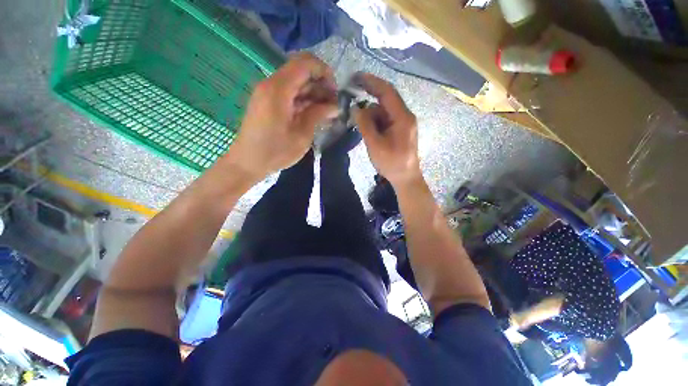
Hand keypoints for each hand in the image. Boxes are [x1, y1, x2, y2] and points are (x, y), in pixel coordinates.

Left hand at [224, 53, 338, 181]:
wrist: (248, 162)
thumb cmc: (276, 152)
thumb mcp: (302, 135)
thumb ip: (318, 115)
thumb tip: (335, 106)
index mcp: (279, 89)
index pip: (305, 63)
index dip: (324, 72)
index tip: (335, 92)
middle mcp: (272, 84)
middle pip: (301, 71)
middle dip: (321, 84)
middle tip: (333, 105)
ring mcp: (268, 92)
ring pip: (296, 82)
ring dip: (313, 93)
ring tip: (327, 112)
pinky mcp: (268, 102)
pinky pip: (289, 93)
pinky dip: (304, 100)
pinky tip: (315, 113)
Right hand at [352, 73, 420, 186]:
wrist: (406, 178)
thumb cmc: (392, 163)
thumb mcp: (375, 145)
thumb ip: (365, 125)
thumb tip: (356, 108)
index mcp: (402, 117)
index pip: (387, 92)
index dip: (372, 82)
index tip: (356, 77)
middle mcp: (405, 116)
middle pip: (385, 102)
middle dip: (368, 105)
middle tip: (352, 108)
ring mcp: (403, 123)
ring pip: (384, 113)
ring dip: (371, 118)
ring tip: (365, 133)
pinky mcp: (400, 130)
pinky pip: (386, 121)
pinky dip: (376, 124)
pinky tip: (371, 135)